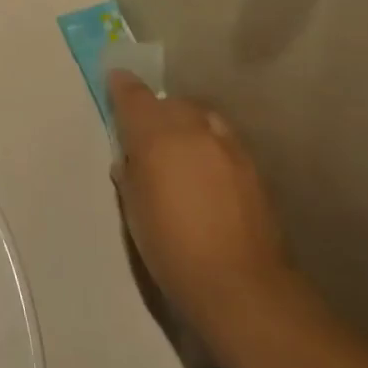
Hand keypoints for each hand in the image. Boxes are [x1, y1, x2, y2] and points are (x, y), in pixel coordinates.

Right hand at [108, 72, 291, 330]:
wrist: (240, 284)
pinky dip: (209, 146)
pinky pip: (223, 141)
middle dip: (157, 111)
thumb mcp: (133, 210)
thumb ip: (130, 175)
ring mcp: (228, 146)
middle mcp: (193, 130)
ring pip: (202, 118)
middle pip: (171, 103)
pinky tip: (206, 172)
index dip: (122, 87)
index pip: (134, 96)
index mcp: (156, 136)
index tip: (115, 82)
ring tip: (178, 152)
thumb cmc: (170, 248)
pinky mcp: (253, 167)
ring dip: (186, 126)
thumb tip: (130, 160)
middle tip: (145, 134)